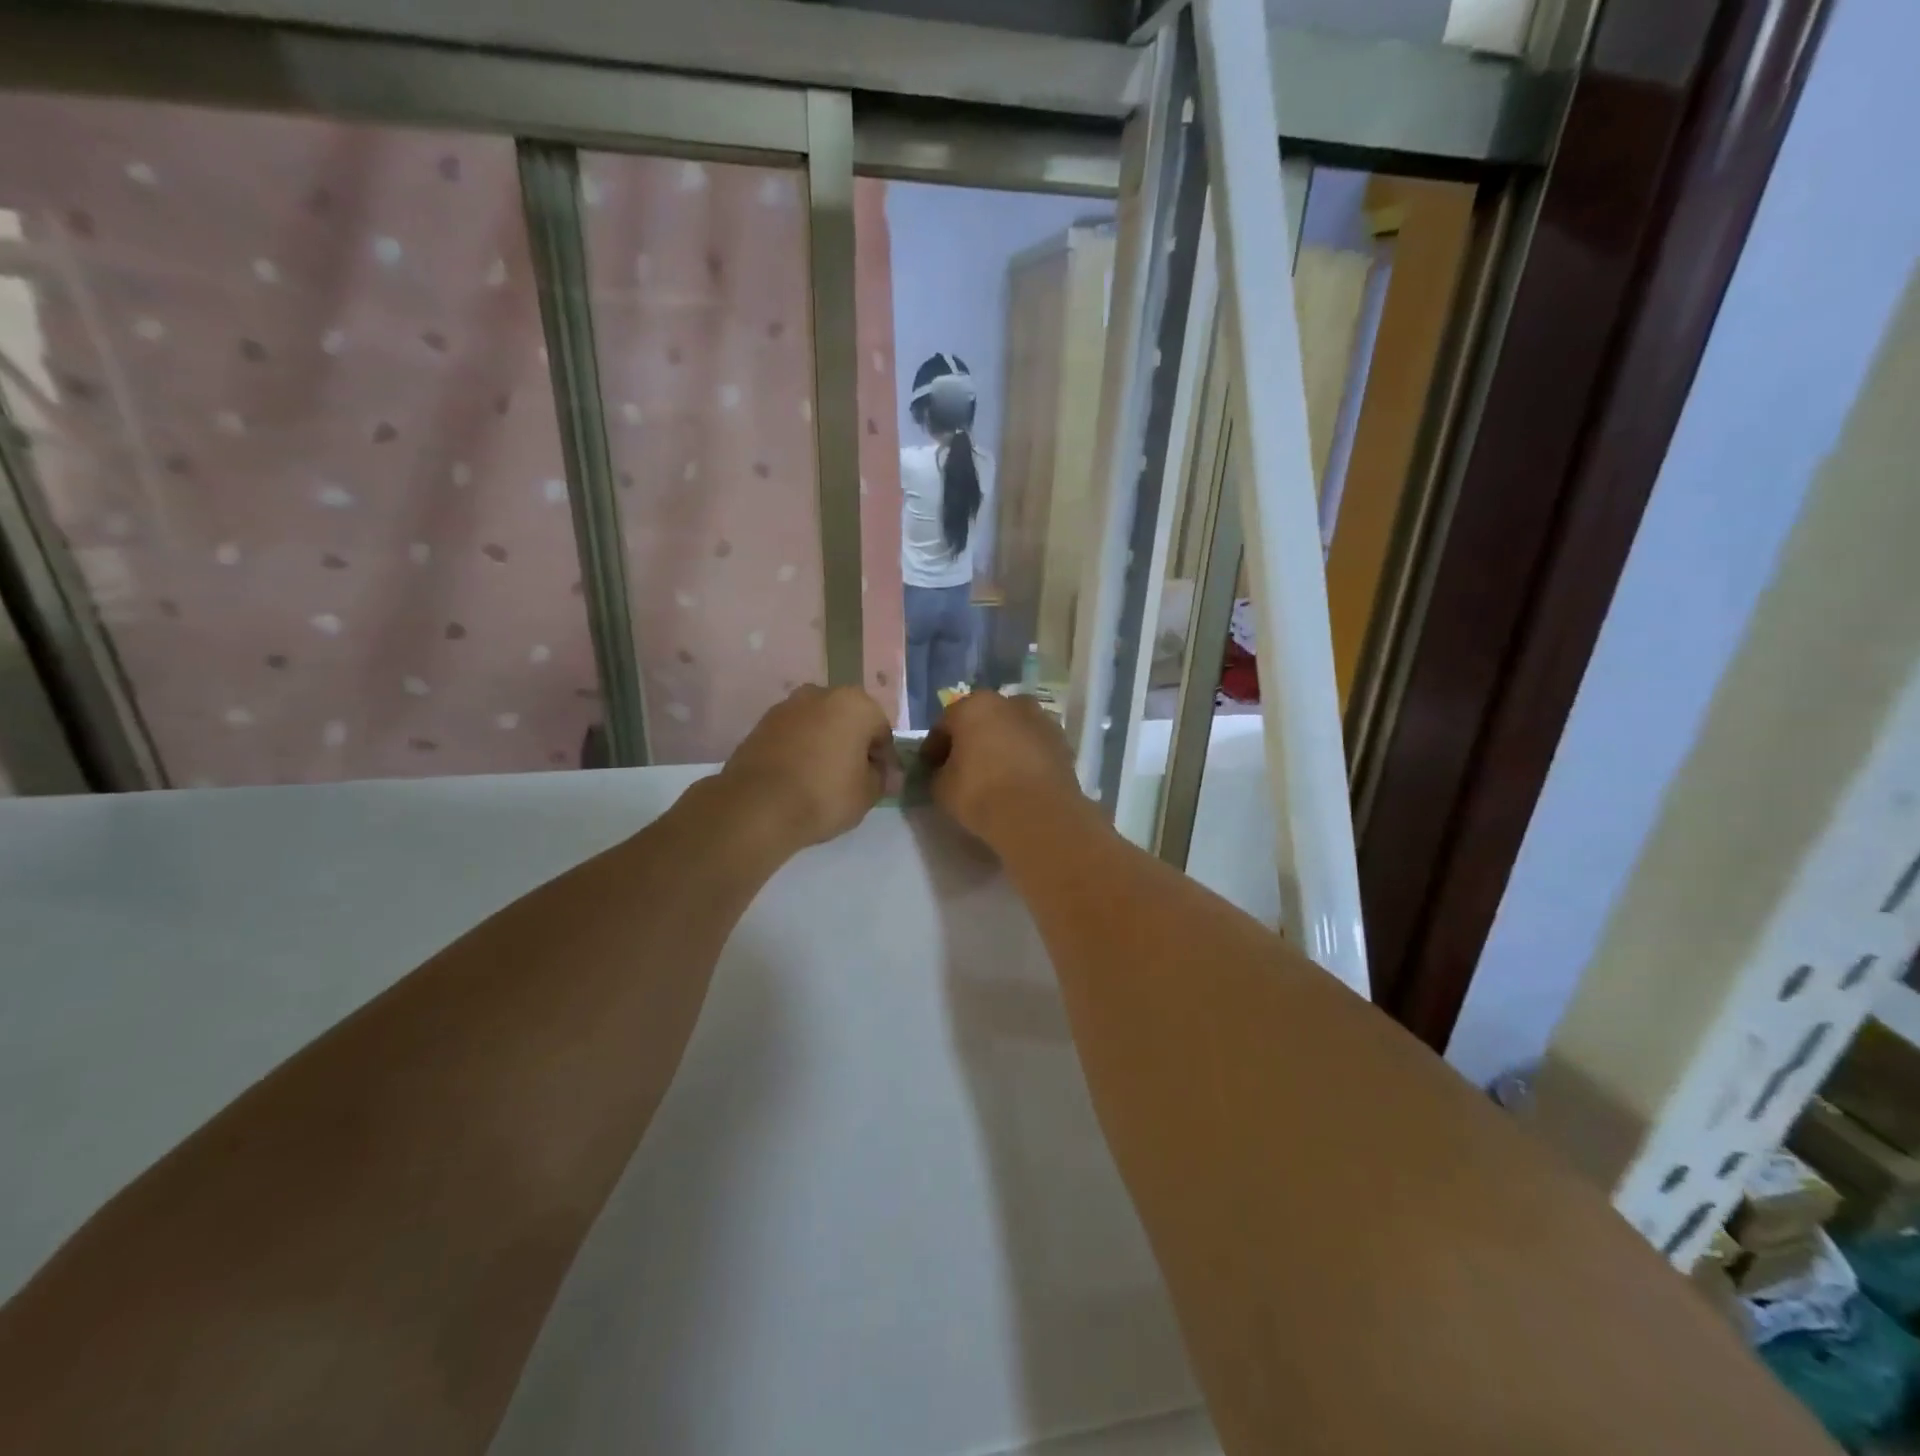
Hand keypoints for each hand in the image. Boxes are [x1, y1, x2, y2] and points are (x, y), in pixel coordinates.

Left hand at [718, 685, 892, 850]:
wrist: (758, 806)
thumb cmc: (825, 794)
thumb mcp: (867, 794)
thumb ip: (882, 778)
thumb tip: (885, 774)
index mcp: (855, 704)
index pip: (881, 731)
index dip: (885, 759)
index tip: (882, 783)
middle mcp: (821, 694)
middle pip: (848, 720)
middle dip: (853, 745)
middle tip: (854, 778)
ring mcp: (787, 706)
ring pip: (818, 725)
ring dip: (825, 744)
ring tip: (824, 779)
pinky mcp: (761, 724)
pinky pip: (793, 735)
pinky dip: (800, 749)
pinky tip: (799, 777)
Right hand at [922, 691, 1085, 846]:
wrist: (1038, 815)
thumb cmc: (981, 794)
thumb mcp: (942, 788)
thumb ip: (937, 774)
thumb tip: (942, 772)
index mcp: (974, 705)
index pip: (945, 724)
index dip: (934, 748)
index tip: (930, 768)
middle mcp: (1010, 702)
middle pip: (982, 720)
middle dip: (971, 740)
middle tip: (963, 768)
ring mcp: (1041, 719)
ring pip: (1012, 730)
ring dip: (1001, 746)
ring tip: (994, 775)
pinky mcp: (1063, 742)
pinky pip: (1033, 747)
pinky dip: (1024, 757)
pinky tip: (1018, 780)